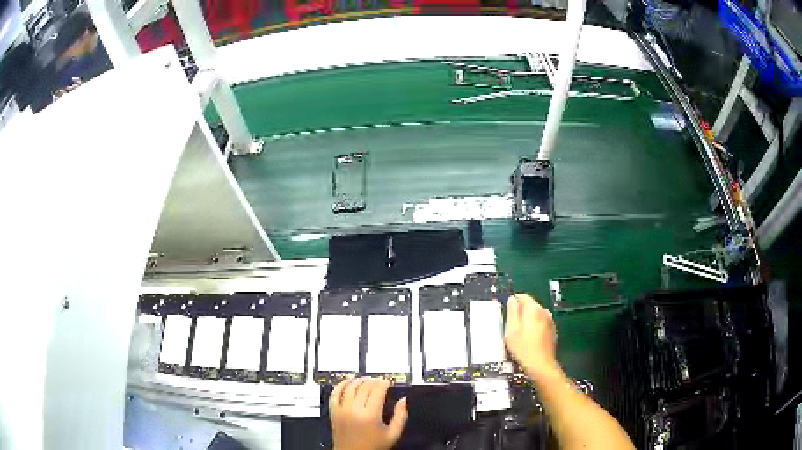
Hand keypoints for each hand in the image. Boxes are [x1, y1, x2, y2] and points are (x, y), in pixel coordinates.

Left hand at [330, 377, 407, 449]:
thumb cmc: (373, 448)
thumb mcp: (393, 435)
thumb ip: (401, 416)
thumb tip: (403, 401)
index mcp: (370, 415)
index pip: (377, 390)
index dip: (384, 383)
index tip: (388, 382)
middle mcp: (354, 410)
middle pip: (363, 387)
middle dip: (373, 381)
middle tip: (379, 381)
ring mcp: (342, 411)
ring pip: (349, 387)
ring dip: (358, 380)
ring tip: (366, 380)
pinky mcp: (334, 413)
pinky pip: (334, 394)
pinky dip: (340, 386)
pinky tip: (347, 383)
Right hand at [504, 294, 561, 382]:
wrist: (540, 365)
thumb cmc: (523, 348)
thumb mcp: (511, 329)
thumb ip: (511, 311)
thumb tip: (512, 300)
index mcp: (534, 309)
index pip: (522, 296)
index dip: (513, 302)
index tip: (506, 312)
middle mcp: (544, 312)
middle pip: (530, 305)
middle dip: (520, 312)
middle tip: (511, 326)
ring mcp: (550, 321)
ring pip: (535, 315)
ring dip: (527, 320)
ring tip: (519, 335)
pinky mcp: (552, 330)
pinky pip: (540, 323)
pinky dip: (534, 327)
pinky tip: (529, 339)